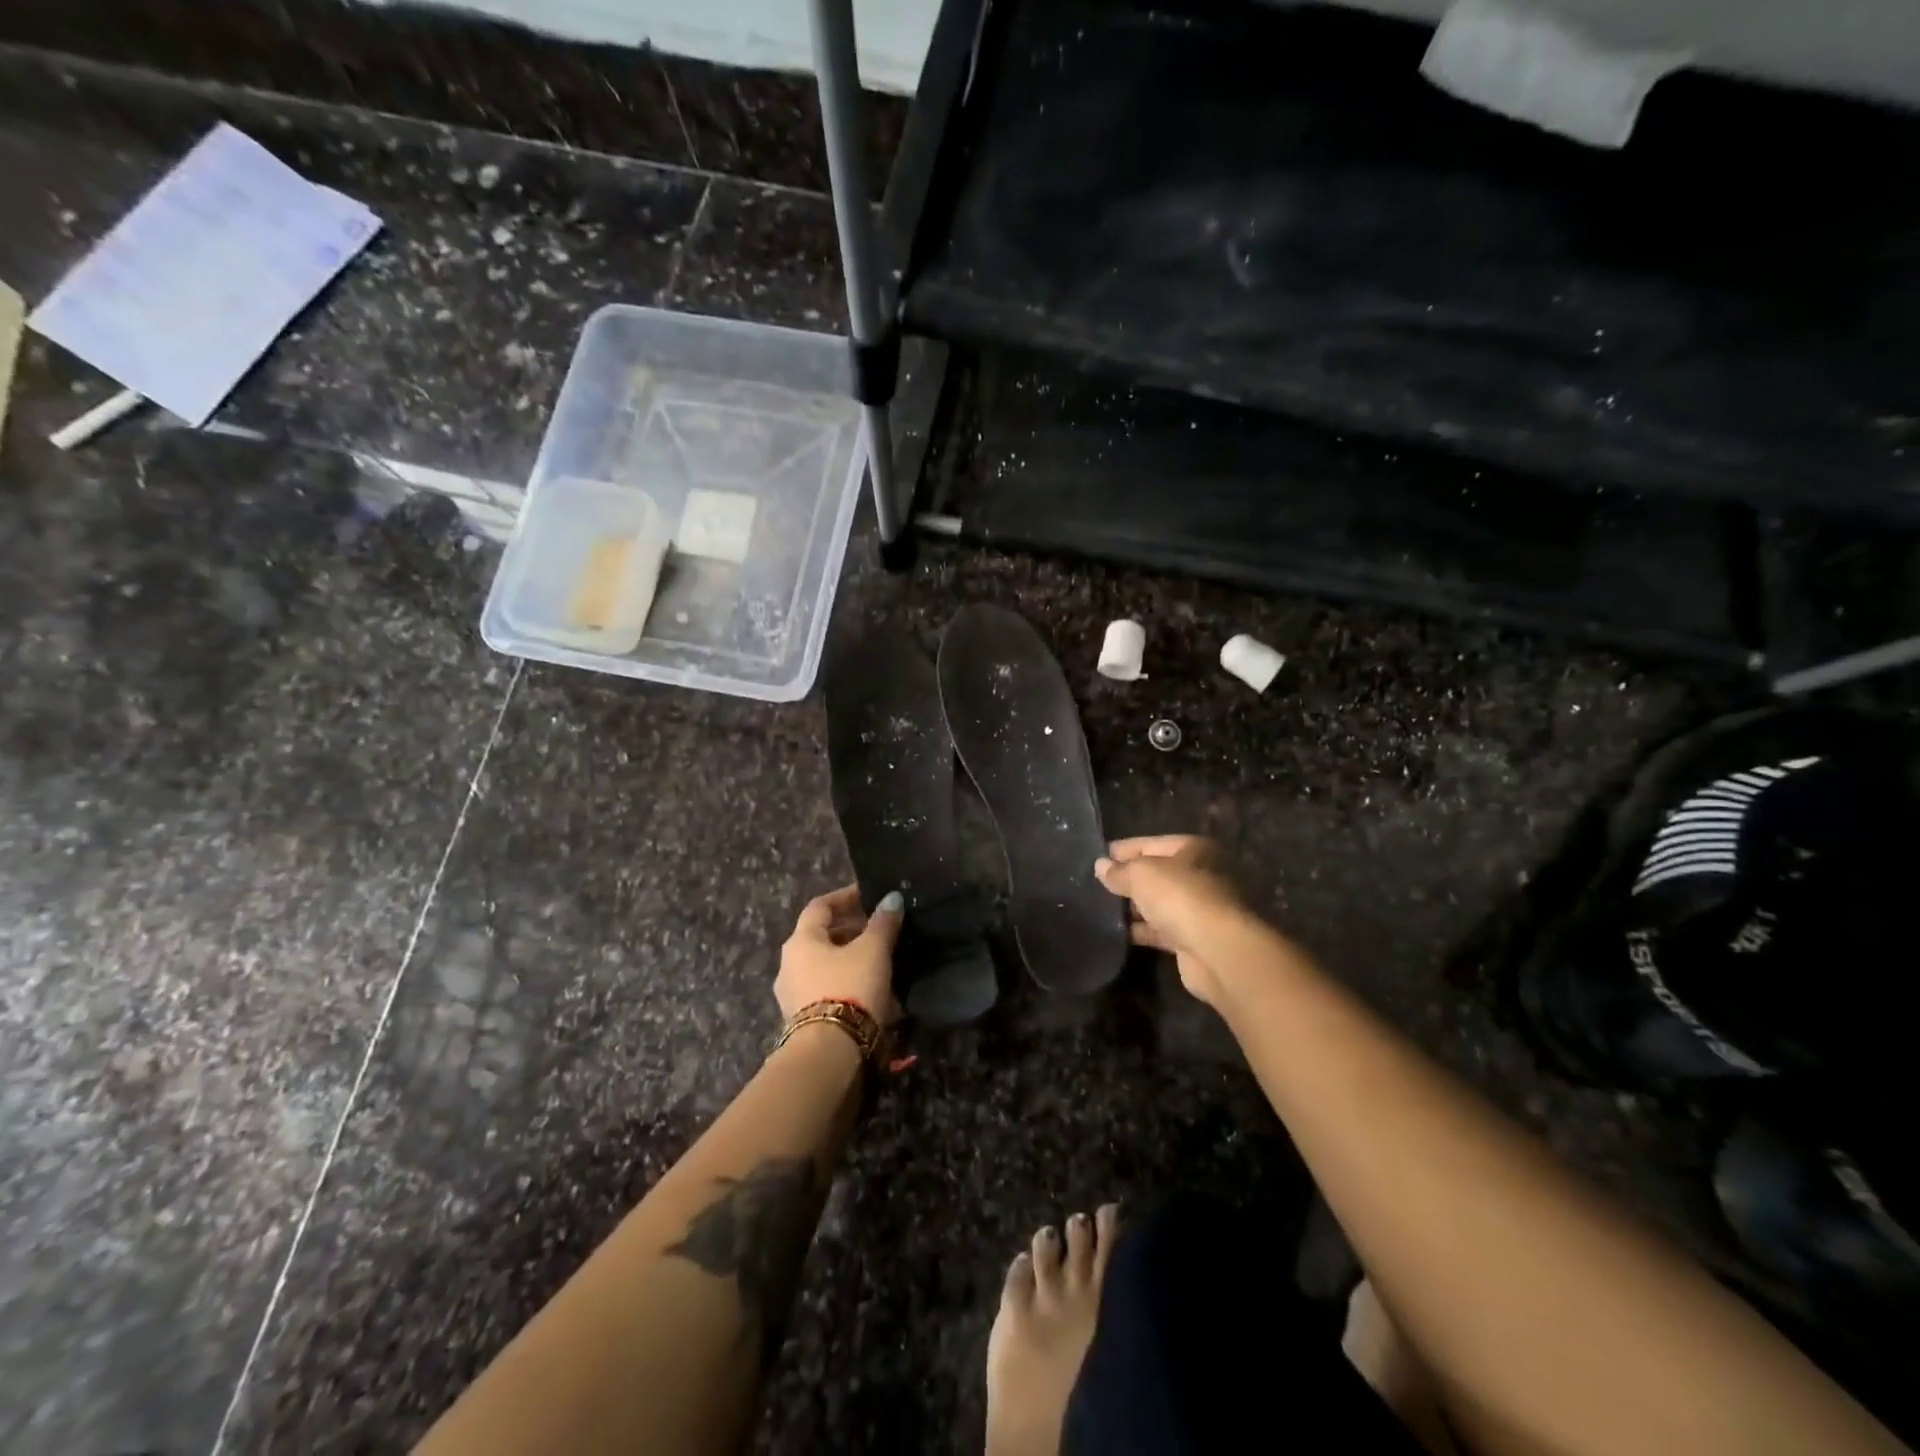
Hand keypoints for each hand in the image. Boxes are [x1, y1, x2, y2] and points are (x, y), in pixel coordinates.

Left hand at [776, 885, 903, 1024]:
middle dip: (851, 930)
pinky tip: (871, 991)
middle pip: (821, 937)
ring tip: (880, 961)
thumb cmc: (849, 988)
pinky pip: (827, 990)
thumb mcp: (873, 951)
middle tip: (879, 929)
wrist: (830, 1053)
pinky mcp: (803, 1022)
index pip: (820, 906)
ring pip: (824, 966)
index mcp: (800, 940)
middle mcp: (789, 964)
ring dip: (850, 959)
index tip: (868, 894)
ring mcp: (792, 995)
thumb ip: (883, 923)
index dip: (845, 897)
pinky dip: (847, 983)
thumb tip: (892, 898)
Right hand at [1094, 836, 1248, 1007]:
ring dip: (1134, 908)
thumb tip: (1100, 866)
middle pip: (1158, 874)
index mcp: (1195, 850)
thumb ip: (1119, 870)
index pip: (1151, 844)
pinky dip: (1143, 930)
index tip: (1097, 858)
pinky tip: (1118, 933)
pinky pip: (1162, 930)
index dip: (1123, 850)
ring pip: (1160, 904)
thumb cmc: (1181, 897)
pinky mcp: (1195, 940)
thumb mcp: (1142, 874)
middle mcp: (1202, 876)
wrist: (1217, 951)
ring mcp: (1201, 910)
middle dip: (1129, 880)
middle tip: (1095, 886)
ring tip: (1100, 910)